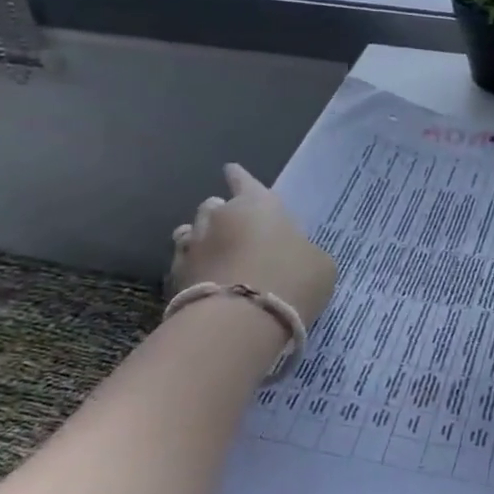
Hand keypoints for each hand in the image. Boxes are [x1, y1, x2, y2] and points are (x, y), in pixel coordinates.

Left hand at [168, 164, 336, 327]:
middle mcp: (220, 217)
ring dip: (202, 240)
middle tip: (236, 231)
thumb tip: (295, 255)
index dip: (239, 177)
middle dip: (223, 215)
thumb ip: (303, 251)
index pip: (243, 180)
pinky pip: (183, 265)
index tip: (231, 171)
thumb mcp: (319, 264)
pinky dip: (193, 269)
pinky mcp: (175, 278)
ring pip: (190, 233)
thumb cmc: (291, 280)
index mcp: (258, 204)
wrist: (241, 322)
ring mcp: (193, 247)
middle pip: (214, 206)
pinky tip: (204, 282)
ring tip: (214, 255)